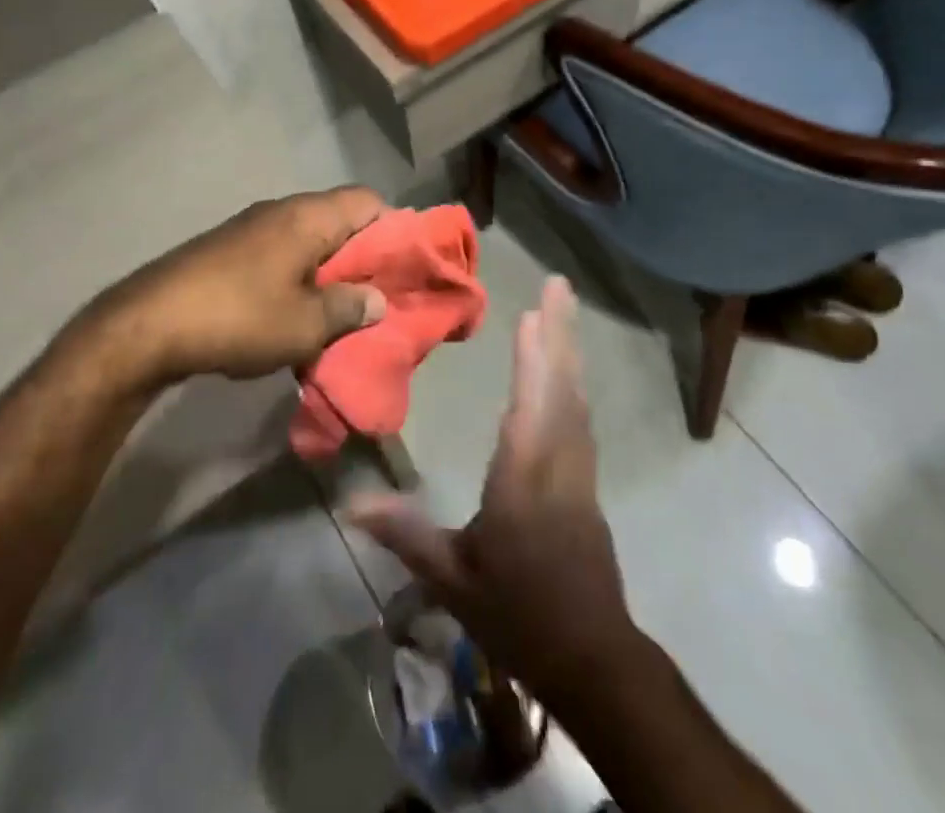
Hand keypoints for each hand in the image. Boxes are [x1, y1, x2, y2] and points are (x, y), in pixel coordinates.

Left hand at [86, 188, 389, 386]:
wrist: (148, 324)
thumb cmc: (240, 317)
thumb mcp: (306, 324)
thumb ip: (349, 308)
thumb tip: (377, 300)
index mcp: (309, 216)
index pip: (368, 201)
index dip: (394, 230)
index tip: (402, 269)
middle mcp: (282, 211)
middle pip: (340, 220)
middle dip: (362, 258)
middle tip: (375, 298)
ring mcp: (251, 227)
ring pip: (309, 240)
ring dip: (328, 272)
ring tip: (338, 314)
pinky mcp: (228, 249)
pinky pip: (280, 254)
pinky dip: (297, 278)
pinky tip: (294, 315)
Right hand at [350, 277, 640, 702]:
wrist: (593, 661)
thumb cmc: (519, 614)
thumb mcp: (454, 579)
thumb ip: (406, 534)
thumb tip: (351, 502)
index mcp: (524, 479)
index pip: (531, 406)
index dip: (534, 357)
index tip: (533, 313)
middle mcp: (557, 463)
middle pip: (562, 387)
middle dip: (560, 332)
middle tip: (559, 284)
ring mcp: (579, 473)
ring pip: (576, 399)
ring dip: (568, 352)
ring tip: (559, 313)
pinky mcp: (587, 485)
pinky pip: (580, 418)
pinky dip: (570, 384)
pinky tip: (563, 376)